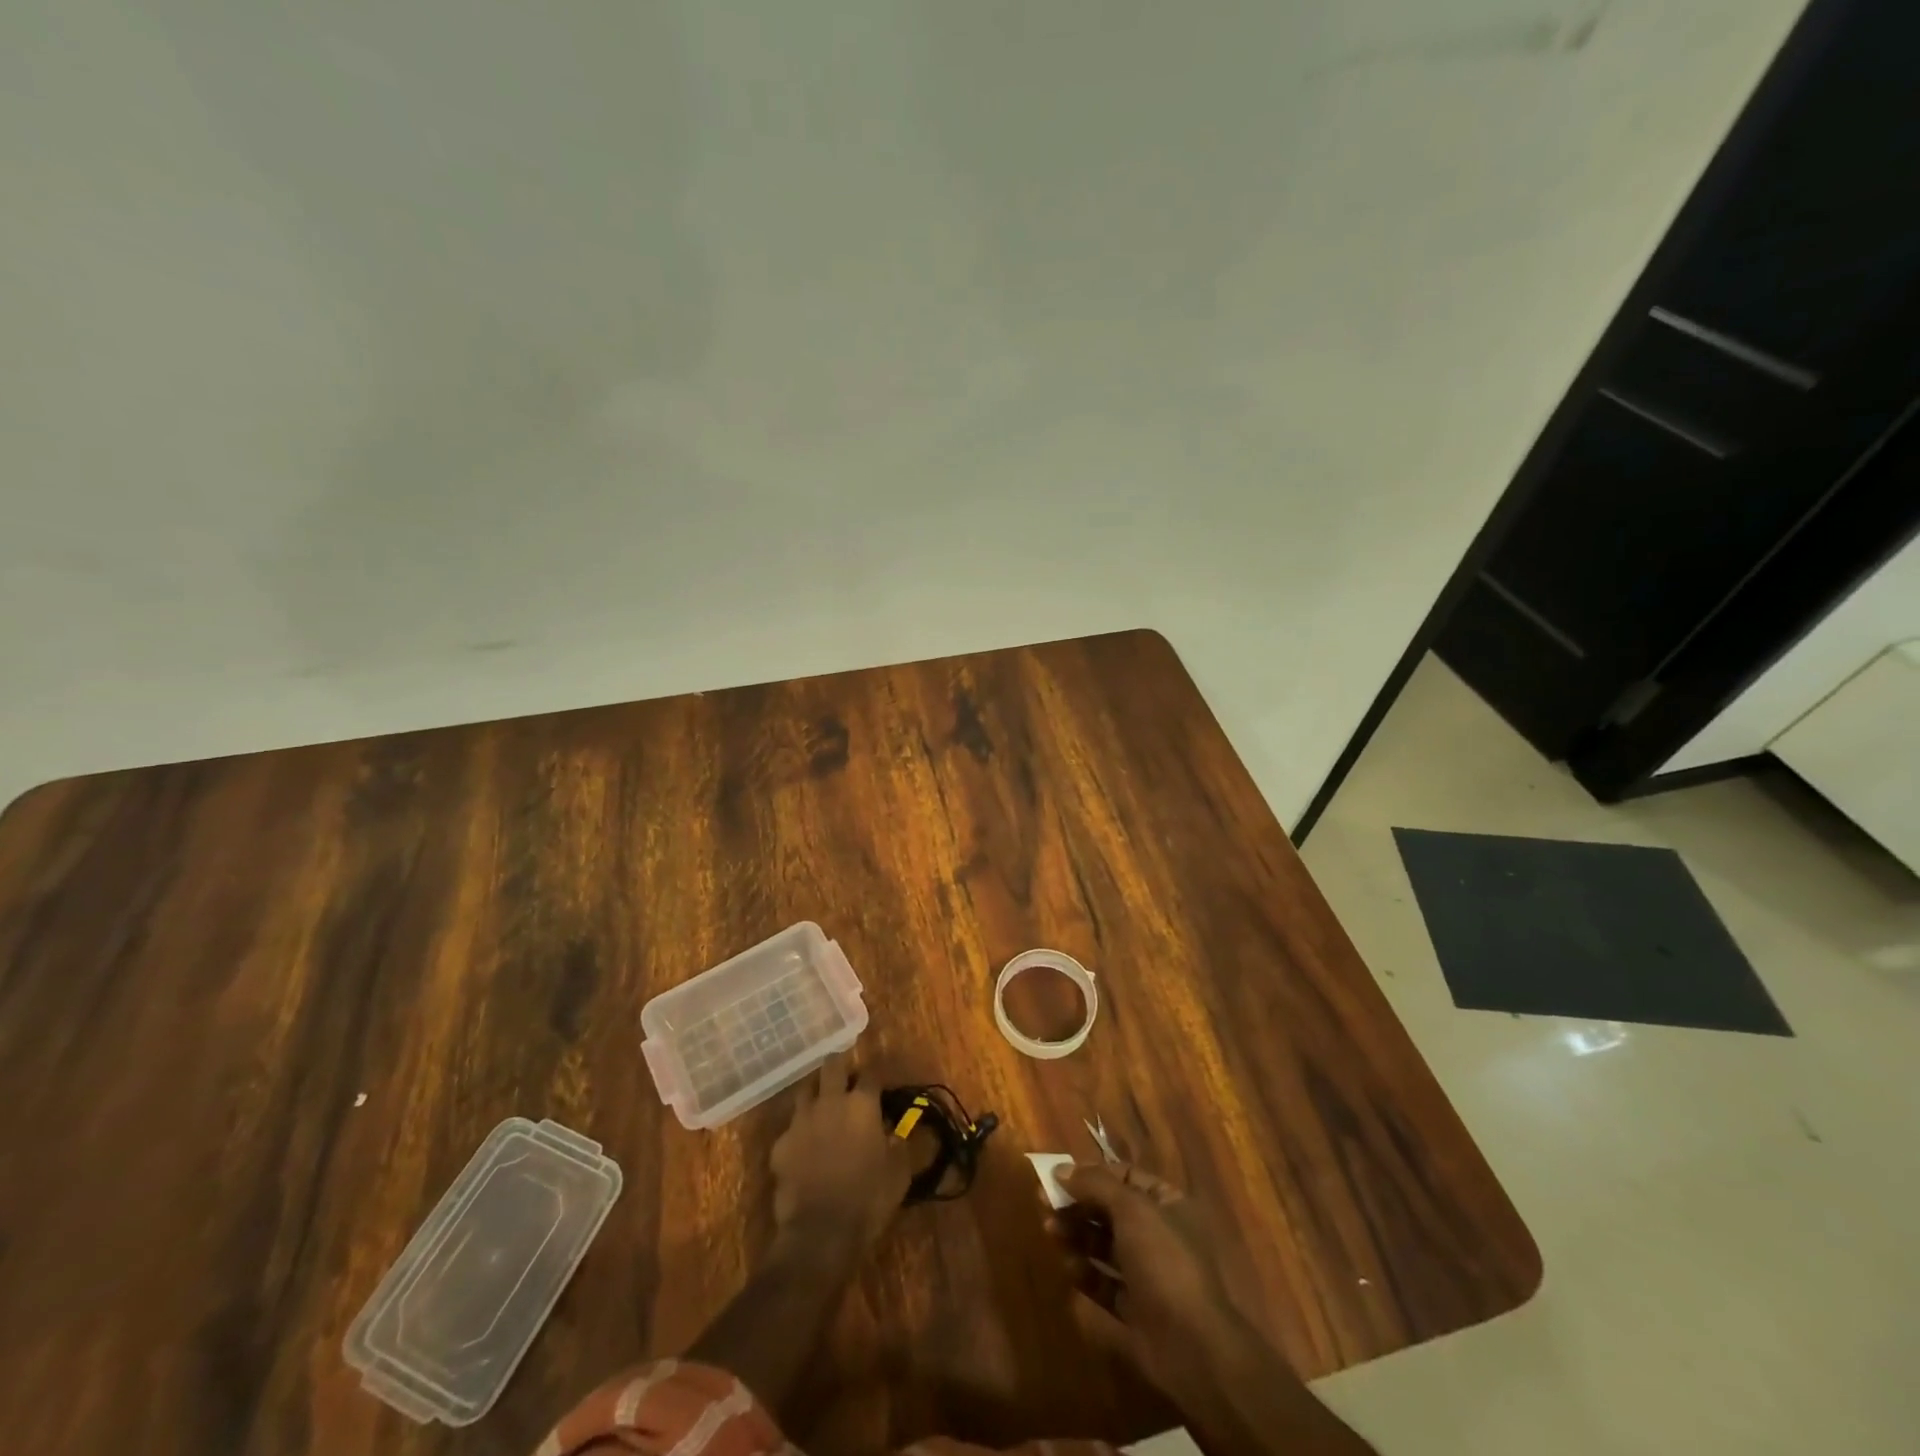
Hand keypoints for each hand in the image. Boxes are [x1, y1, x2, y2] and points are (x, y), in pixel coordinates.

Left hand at [769, 1054, 911, 1250]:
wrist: (819, 1233)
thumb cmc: (867, 1200)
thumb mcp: (898, 1174)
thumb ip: (898, 1144)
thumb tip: (895, 1132)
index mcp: (862, 1105)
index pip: (871, 1074)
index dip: (876, 1076)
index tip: (879, 1084)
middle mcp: (830, 1102)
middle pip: (832, 1065)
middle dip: (840, 1066)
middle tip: (846, 1077)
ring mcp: (801, 1120)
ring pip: (805, 1090)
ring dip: (816, 1093)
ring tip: (822, 1106)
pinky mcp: (780, 1144)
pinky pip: (790, 1128)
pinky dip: (799, 1132)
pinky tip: (804, 1148)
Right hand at [1046, 1162, 1252, 1401]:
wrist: (1192, 1347)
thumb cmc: (1164, 1262)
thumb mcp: (1131, 1209)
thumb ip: (1095, 1185)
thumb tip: (1060, 1169)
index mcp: (1167, 1205)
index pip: (1124, 1177)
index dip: (1091, 1174)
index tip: (1058, 1175)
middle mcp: (1158, 1235)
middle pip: (1110, 1210)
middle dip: (1078, 1204)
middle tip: (1044, 1203)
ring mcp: (1148, 1274)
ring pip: (1105, 1245)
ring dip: (1077, 1235)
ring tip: (1050, 1230)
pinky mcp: (1135, 1308)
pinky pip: (1105, 1283)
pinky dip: (1085, 1272)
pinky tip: (1068, 1265)